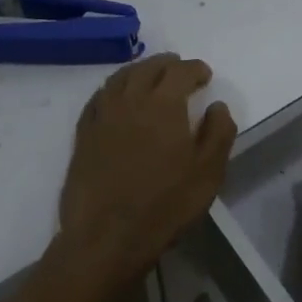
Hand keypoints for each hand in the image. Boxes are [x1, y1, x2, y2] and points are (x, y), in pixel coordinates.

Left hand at [56, 54, 235, 290]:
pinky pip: (98, 98)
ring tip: (149, 75)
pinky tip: (116, 97)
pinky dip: (112, 89)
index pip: (181, 71)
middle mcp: (130, 100)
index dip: (195, 69)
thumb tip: (217, 106)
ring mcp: (102, 116)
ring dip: (138, 71)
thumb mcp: (208, 172)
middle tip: (179, 68)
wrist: (106, 238)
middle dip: (166, 64)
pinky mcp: (83, 135)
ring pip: (120, 78)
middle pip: (148, 68)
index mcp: (164, 104)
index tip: (205, 75)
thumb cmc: (164, 205)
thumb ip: (219, 133)